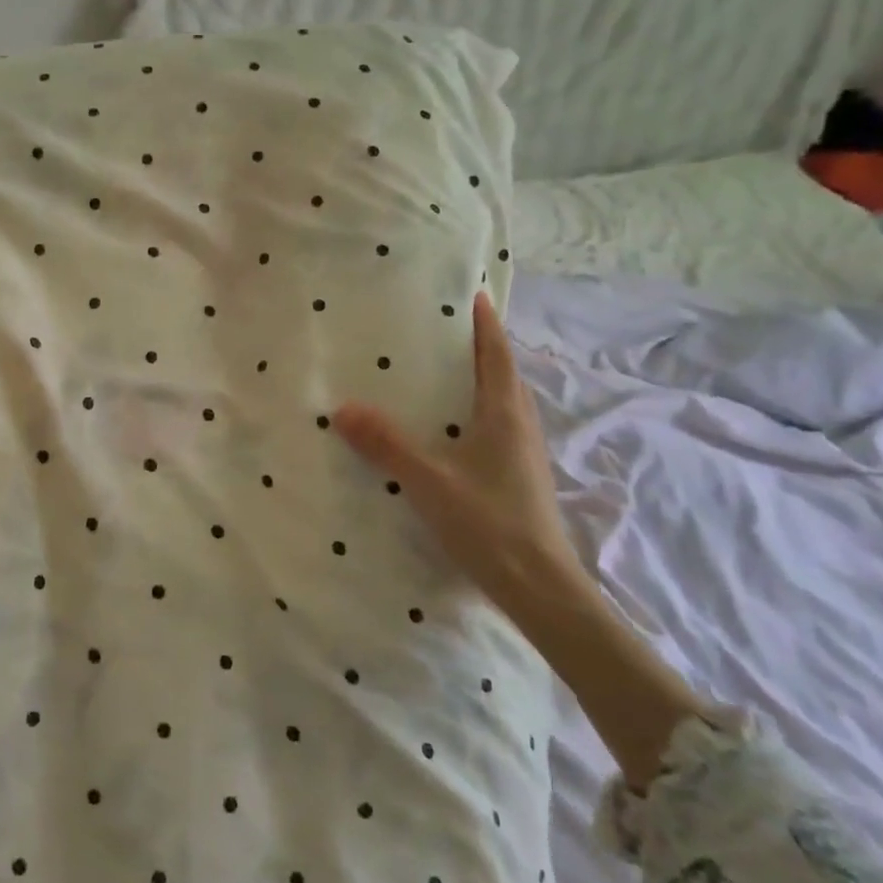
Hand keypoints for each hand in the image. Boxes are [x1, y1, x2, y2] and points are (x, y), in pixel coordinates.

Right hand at [333, 291, 590, 628]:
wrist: (539, 587)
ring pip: (504, 405)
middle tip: (450, 332)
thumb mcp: (428, 480)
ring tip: (449, 375)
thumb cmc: (488, 522)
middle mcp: (521, 428)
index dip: (486, 325)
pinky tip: (455, 434)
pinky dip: (479, 415)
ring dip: (484, 382)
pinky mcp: (520, 480)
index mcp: (505, 415)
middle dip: (484, 350)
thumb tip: (343, 408)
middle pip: (504, 376)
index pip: (497, 356)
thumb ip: (386, 444)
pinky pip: (499, 430)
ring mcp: (524, 457)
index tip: (476, 295)